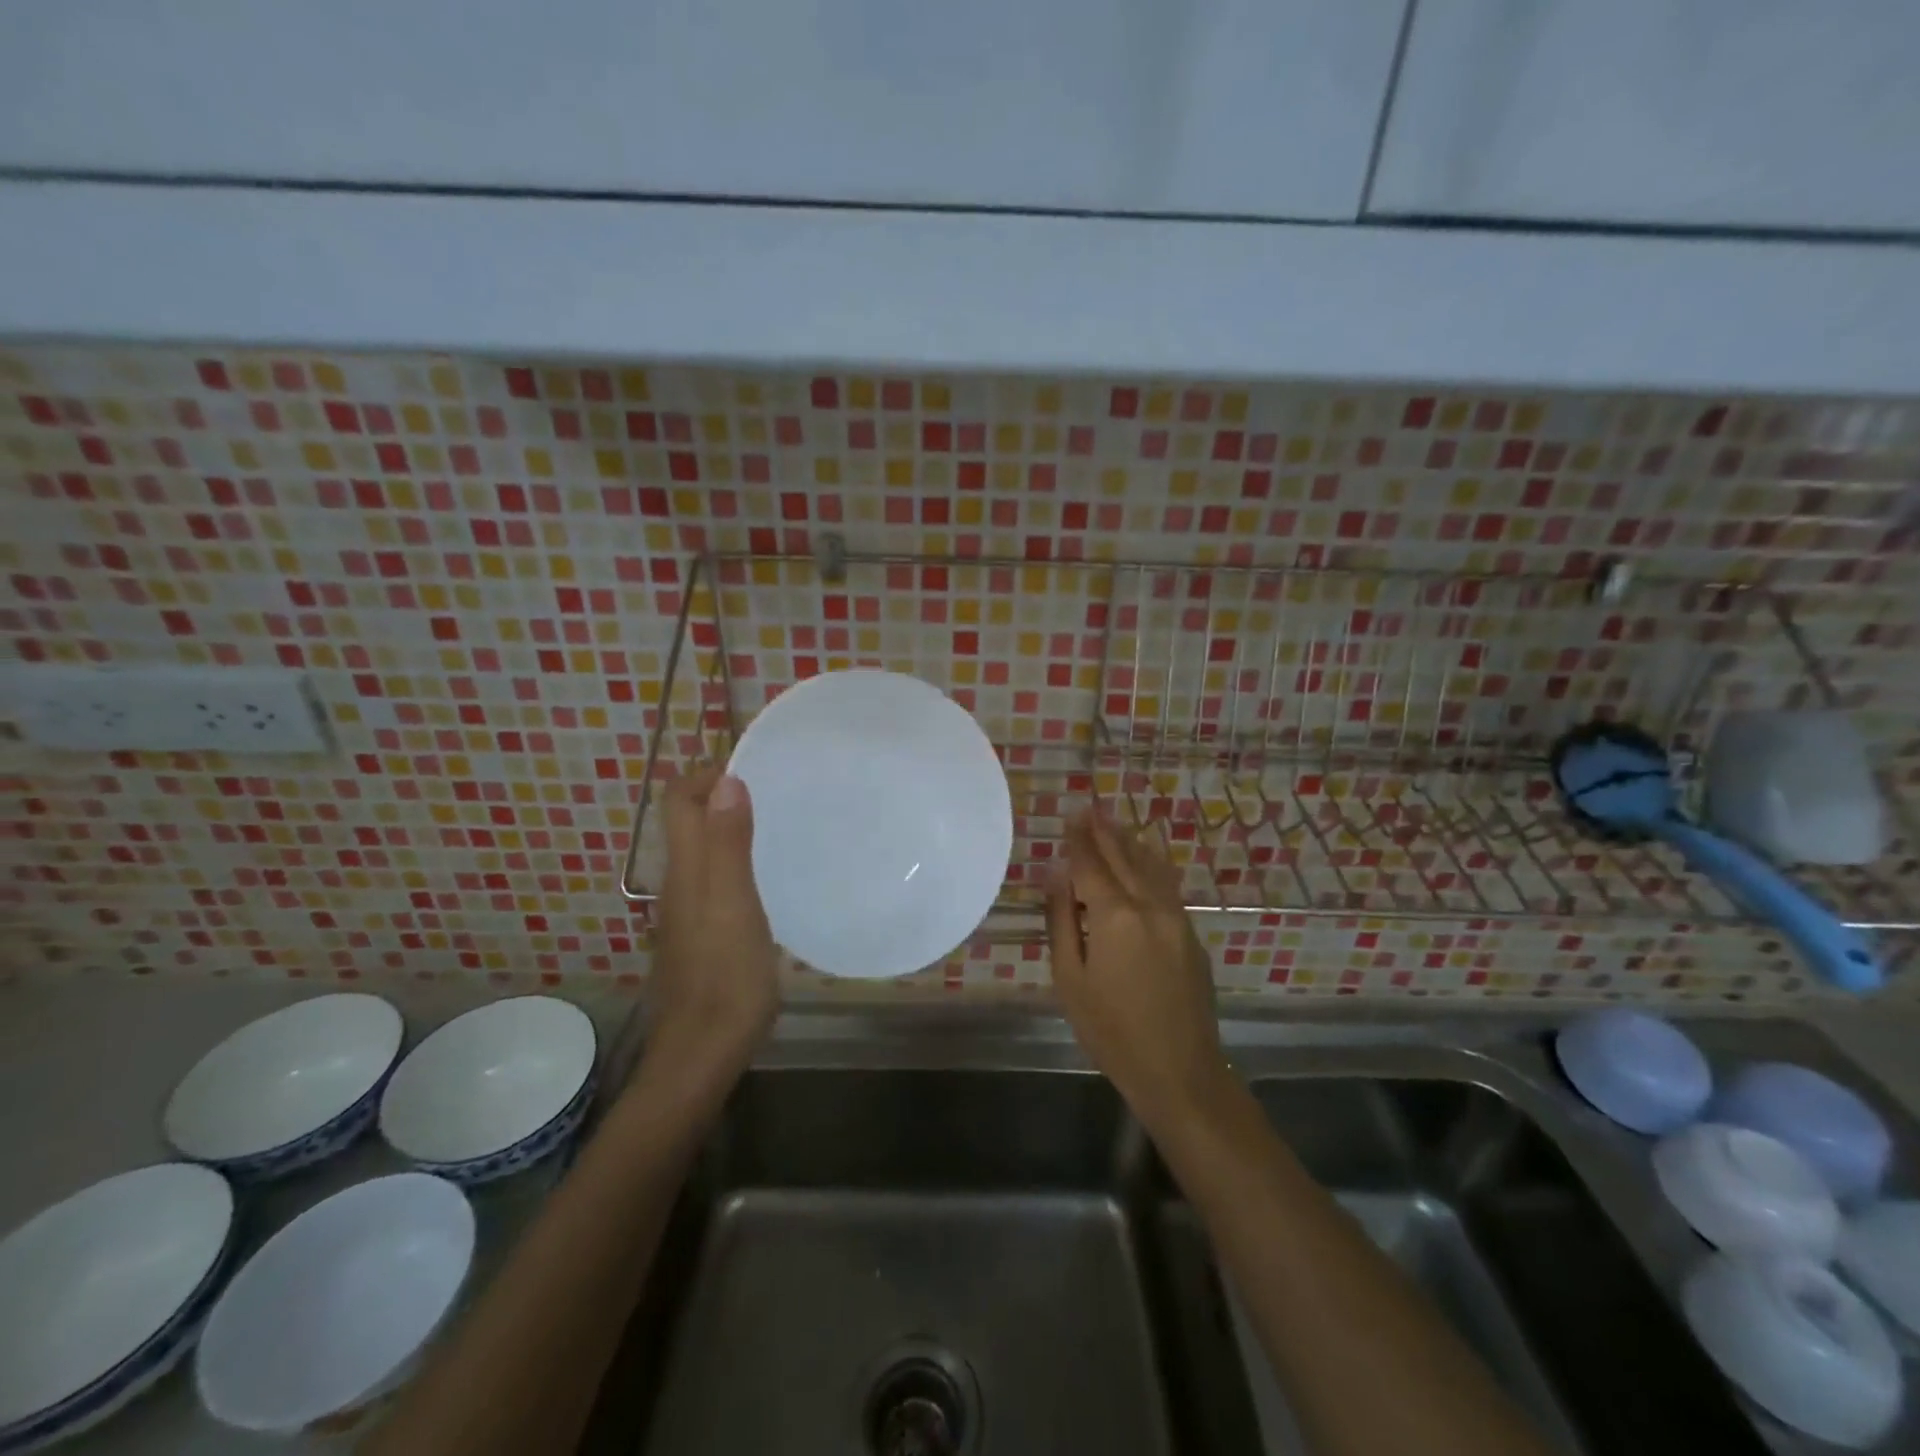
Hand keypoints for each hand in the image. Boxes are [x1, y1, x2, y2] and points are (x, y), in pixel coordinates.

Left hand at [649, 767, 779, 1083]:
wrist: (703, 1052)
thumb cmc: (725, 975)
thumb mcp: (734, 903)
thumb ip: (729, 843)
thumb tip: (726, 779)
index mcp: (685, 869)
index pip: (678, 799)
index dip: (705, 773)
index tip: (752, 766)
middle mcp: (680, 882)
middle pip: (688, 821)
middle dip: (721, 793)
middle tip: (774, 789)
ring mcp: (690, 911)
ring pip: (703, 849)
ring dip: (730, 825)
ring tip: (778, 822)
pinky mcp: (704, 934)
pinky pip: (716, 877)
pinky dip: (737, 859)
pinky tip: (770, 875)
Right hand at [1046, 805, 1229, 1124]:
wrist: (1179, 1071)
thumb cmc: (1111, 1031)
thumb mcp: (1070, 979)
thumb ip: (1062, 920)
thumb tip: (1056, 874)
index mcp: (1115, 916)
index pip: (1090, 864)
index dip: (1078, 839)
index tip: (1069, 814)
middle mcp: (1149, 906)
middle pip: (1123, 857)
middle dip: (1104, 831)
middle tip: (1089, 806)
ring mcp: (1176, 918)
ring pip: (1150, 867)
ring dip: (1129, 842)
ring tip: (1113, 821)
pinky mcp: (1191, 934)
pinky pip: (1166, 885)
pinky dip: (1151, 864)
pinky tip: (1145, 858)